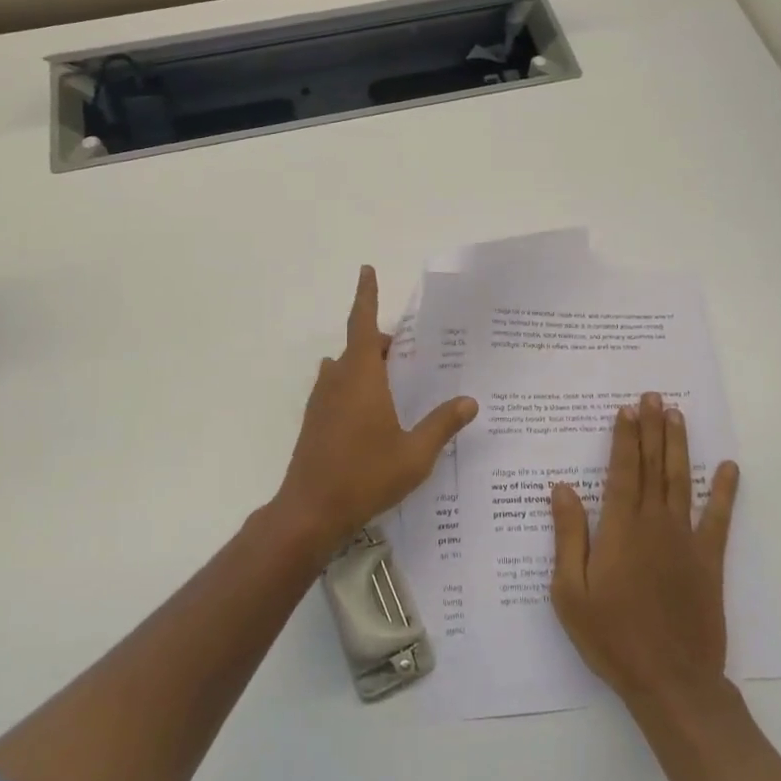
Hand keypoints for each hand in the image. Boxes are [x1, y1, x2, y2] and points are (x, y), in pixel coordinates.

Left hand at [272, 266, 476, 558]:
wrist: (310, 511)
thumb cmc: (365, 476)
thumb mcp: (415, 453)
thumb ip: (442, 424)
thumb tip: (470, 401)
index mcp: (361, 376)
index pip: (362, 322)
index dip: (366, 294)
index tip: (366, 269)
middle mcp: (337, 379)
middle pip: (358, 346)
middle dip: (382, 342)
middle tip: (411, 353)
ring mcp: (321, 400)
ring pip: (346, 368)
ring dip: (367, 365)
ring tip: (396, 382)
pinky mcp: (314, 421)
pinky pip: (337, 388)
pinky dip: (355, 386)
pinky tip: (374, 415)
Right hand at [550, 393, 740, 705]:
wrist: (671, 682)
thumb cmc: (612, 637)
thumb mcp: (570, 591)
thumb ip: (568, 536)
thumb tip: (562, 488)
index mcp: (620, 529)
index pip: (622, 471)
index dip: (624, 438)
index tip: (625, 410)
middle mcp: (655, 524)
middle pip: (653, 466)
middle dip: (651, 429)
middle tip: (652, 396)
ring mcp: (686, 541)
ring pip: (681, 481)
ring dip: (678, 446)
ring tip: (677, 415)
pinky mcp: (709, 561)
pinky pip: (718, 519)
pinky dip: (724, 492)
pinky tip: (729, 468)